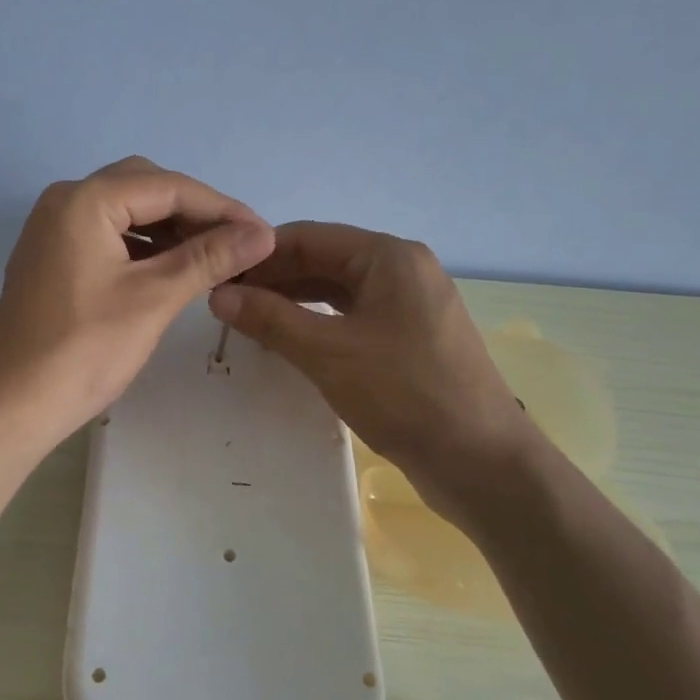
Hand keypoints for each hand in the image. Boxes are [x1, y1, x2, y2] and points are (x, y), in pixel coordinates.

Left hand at [0, 158, 274, 453]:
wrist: (11, 406)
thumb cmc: (84, 350)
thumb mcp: (154, 298)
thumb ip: (209, 258)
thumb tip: (263, 233)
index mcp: (85, 200)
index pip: (168, 186)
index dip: (222, 208)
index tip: (264, 234)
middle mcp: (64, 201)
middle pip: (144, 188)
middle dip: (194, 212)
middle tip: (237, 244)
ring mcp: (53, 230)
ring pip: (125, 212)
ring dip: (169, 229)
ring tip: (213, 258)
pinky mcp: (52, 258)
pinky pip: (107, 236)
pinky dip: (142, 247)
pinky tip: (171, 269)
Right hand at [208, 221, 543, 530]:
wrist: (482, 462)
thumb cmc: (404, 394)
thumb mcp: (327, 353)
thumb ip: (270, 319)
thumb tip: (218, 295)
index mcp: (388, 256)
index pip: (308, 237)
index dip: (259, 255)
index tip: (216, 276)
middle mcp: (402, 269)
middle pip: (323, 260)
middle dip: (274, 279)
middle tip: (225, 303)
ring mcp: (410, 304)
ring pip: (337, 290)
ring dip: (293, 302)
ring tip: (247, 321)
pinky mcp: (411, 336)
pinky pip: (354, 316)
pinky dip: (318, 323)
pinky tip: (288, 340)